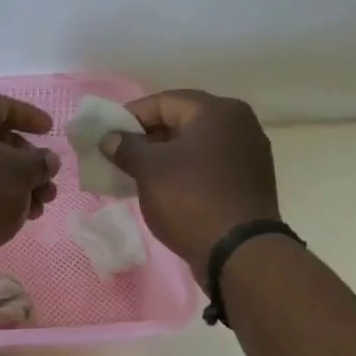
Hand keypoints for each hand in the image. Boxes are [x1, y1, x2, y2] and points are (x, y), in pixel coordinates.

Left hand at [0, 94, 59, 289]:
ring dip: (19, 182)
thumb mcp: (22, 172)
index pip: (2, 106)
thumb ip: (41, 161)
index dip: (30, 116)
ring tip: (40, 206)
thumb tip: (46, 161)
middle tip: (48, 181)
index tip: (50, 130)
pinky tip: (20, 215)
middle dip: (28, 161)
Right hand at [108, 89, 278, 278]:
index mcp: (217, 111)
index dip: (130, 116)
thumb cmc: (191, 200)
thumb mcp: (149, 170)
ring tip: (136, 174)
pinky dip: (184, 172)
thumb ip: (126, 147)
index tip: (106, 134)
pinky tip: (164, 189)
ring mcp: (248, 154)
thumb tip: (110, 138)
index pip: (164, 102)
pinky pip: (208, 166)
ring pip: (195, 146)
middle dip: (147, 137)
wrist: (239, 253)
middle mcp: (239, 124)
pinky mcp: (249, 182)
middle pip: (182, 121)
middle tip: (119, 155)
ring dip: (164, 157)